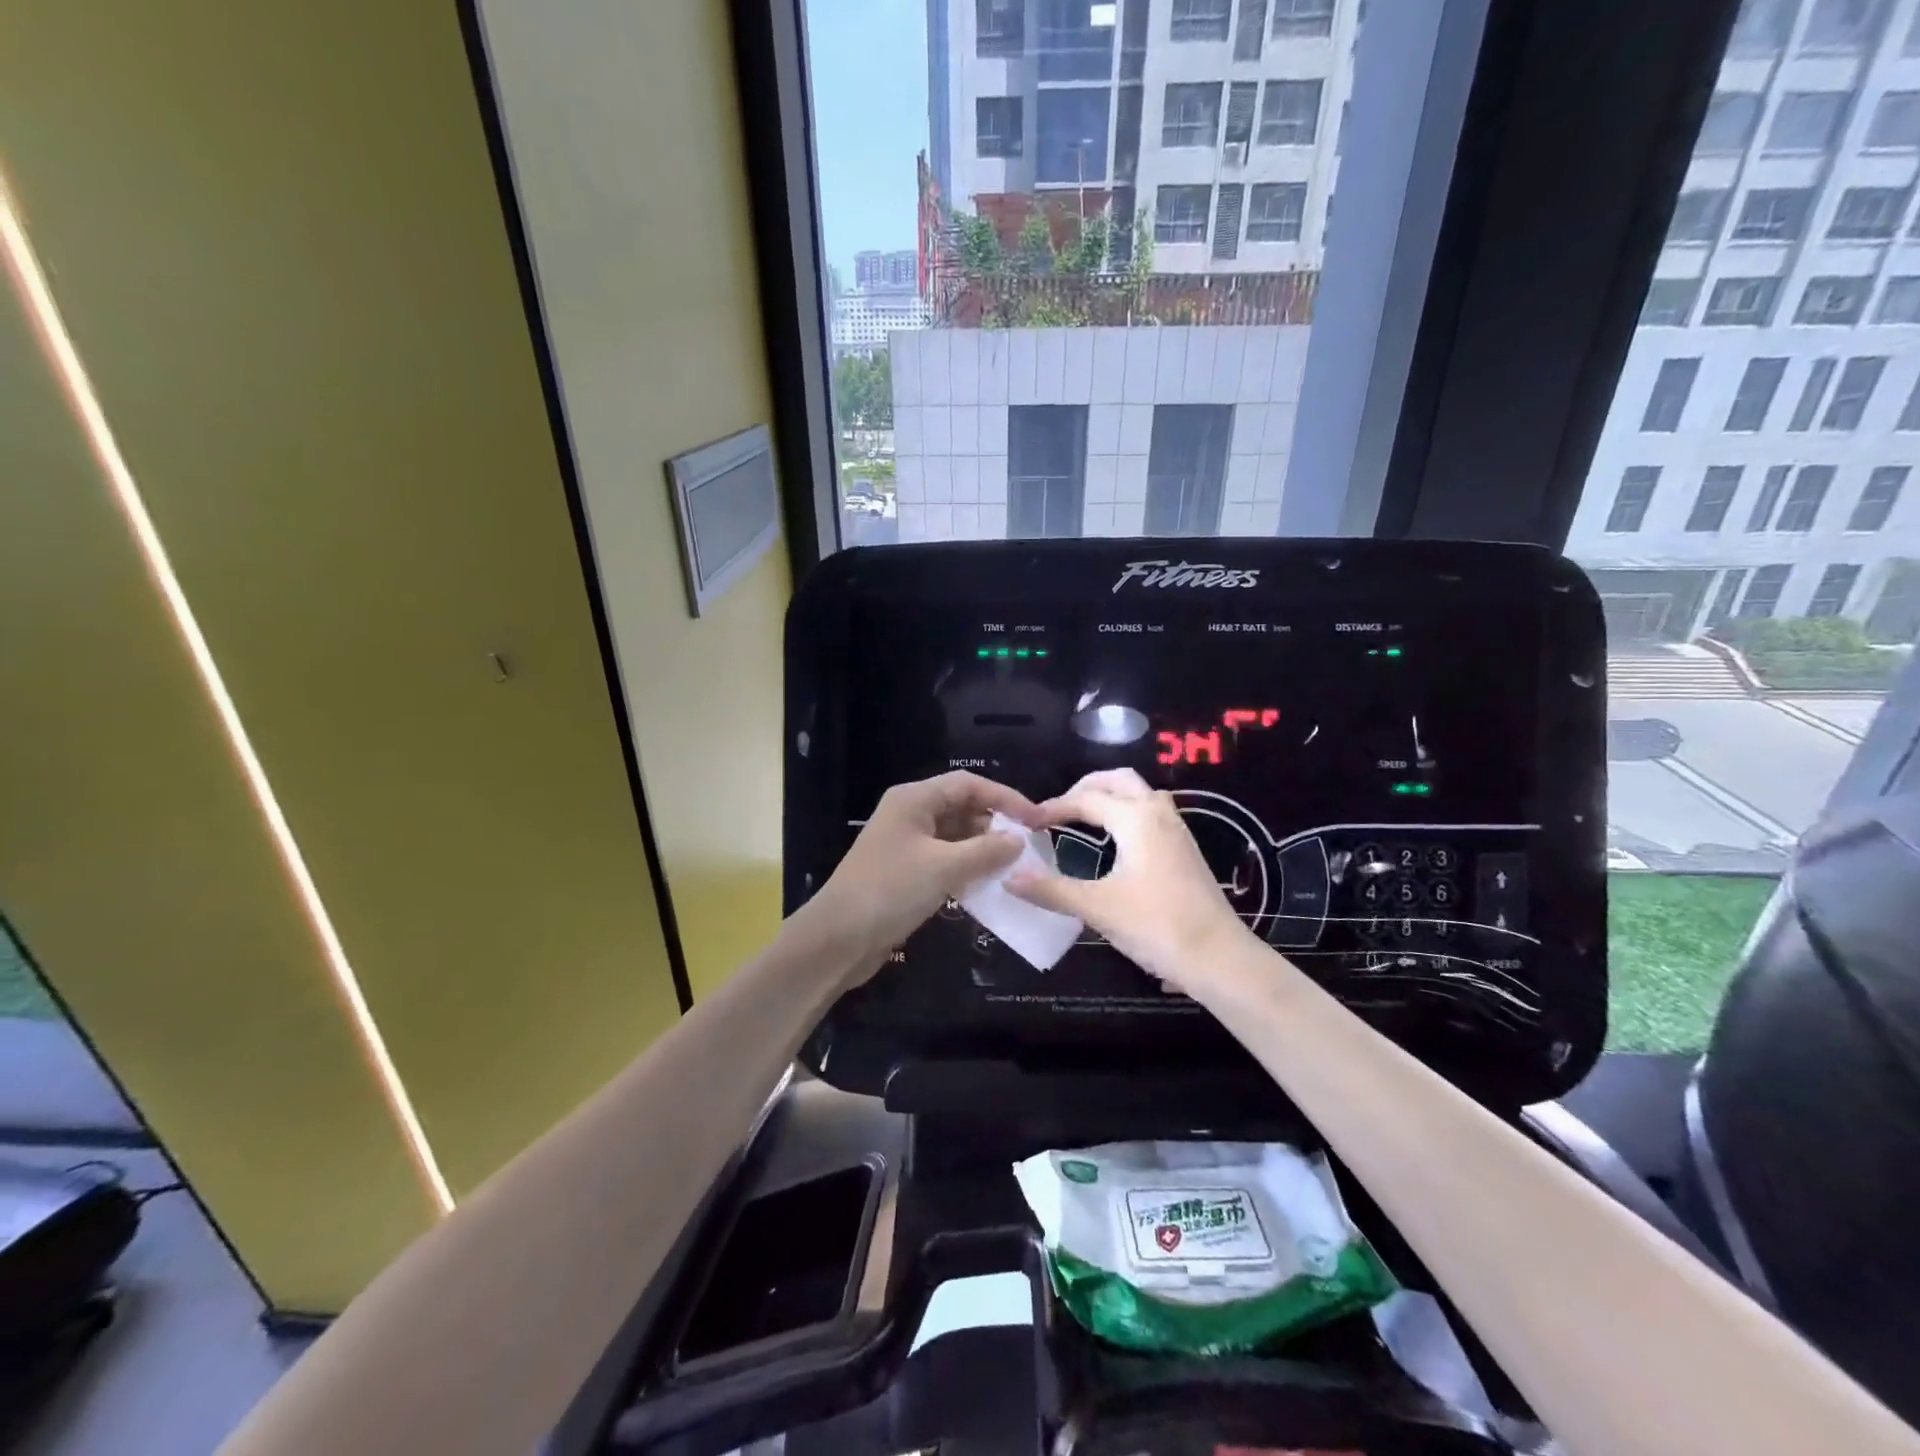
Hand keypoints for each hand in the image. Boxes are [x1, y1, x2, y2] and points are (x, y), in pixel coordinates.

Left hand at [814, 771, 1040, 971]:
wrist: (838, 939)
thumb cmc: (889, 891)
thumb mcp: (944, 868)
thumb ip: (986, 851)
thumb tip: (1018, 840)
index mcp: (914, 800)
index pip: (968, 784)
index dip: (1005, 798)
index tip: (1037, 820)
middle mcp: (910, 814)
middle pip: (962, 808)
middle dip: (995, 824)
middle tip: (1029, 847)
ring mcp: (906, 844)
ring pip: (955, 837)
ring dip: (983, 850)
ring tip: (1015, 867)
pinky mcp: (905, 872)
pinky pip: (945, 861)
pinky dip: (967, 869)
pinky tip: (988, 886)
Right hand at [1009, 769, 1252, 992]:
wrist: (1219, 957)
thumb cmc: (1156, 926)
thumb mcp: (1097, 907)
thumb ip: (1051, 890)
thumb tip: (1009, 878)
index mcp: (1135, 818)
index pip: (1086, 799)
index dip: (1054, 807)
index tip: (1029, 823)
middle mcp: (1158, 813)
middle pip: (1119, 780)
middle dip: (1086, 787)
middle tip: (1058, 808)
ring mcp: (1177, 830)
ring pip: (1141, 793)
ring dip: (1111, 795)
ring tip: (1084, 817)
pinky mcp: (1186, 850)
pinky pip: (1153, 812)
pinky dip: (1128, 811)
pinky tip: (1117, 841)